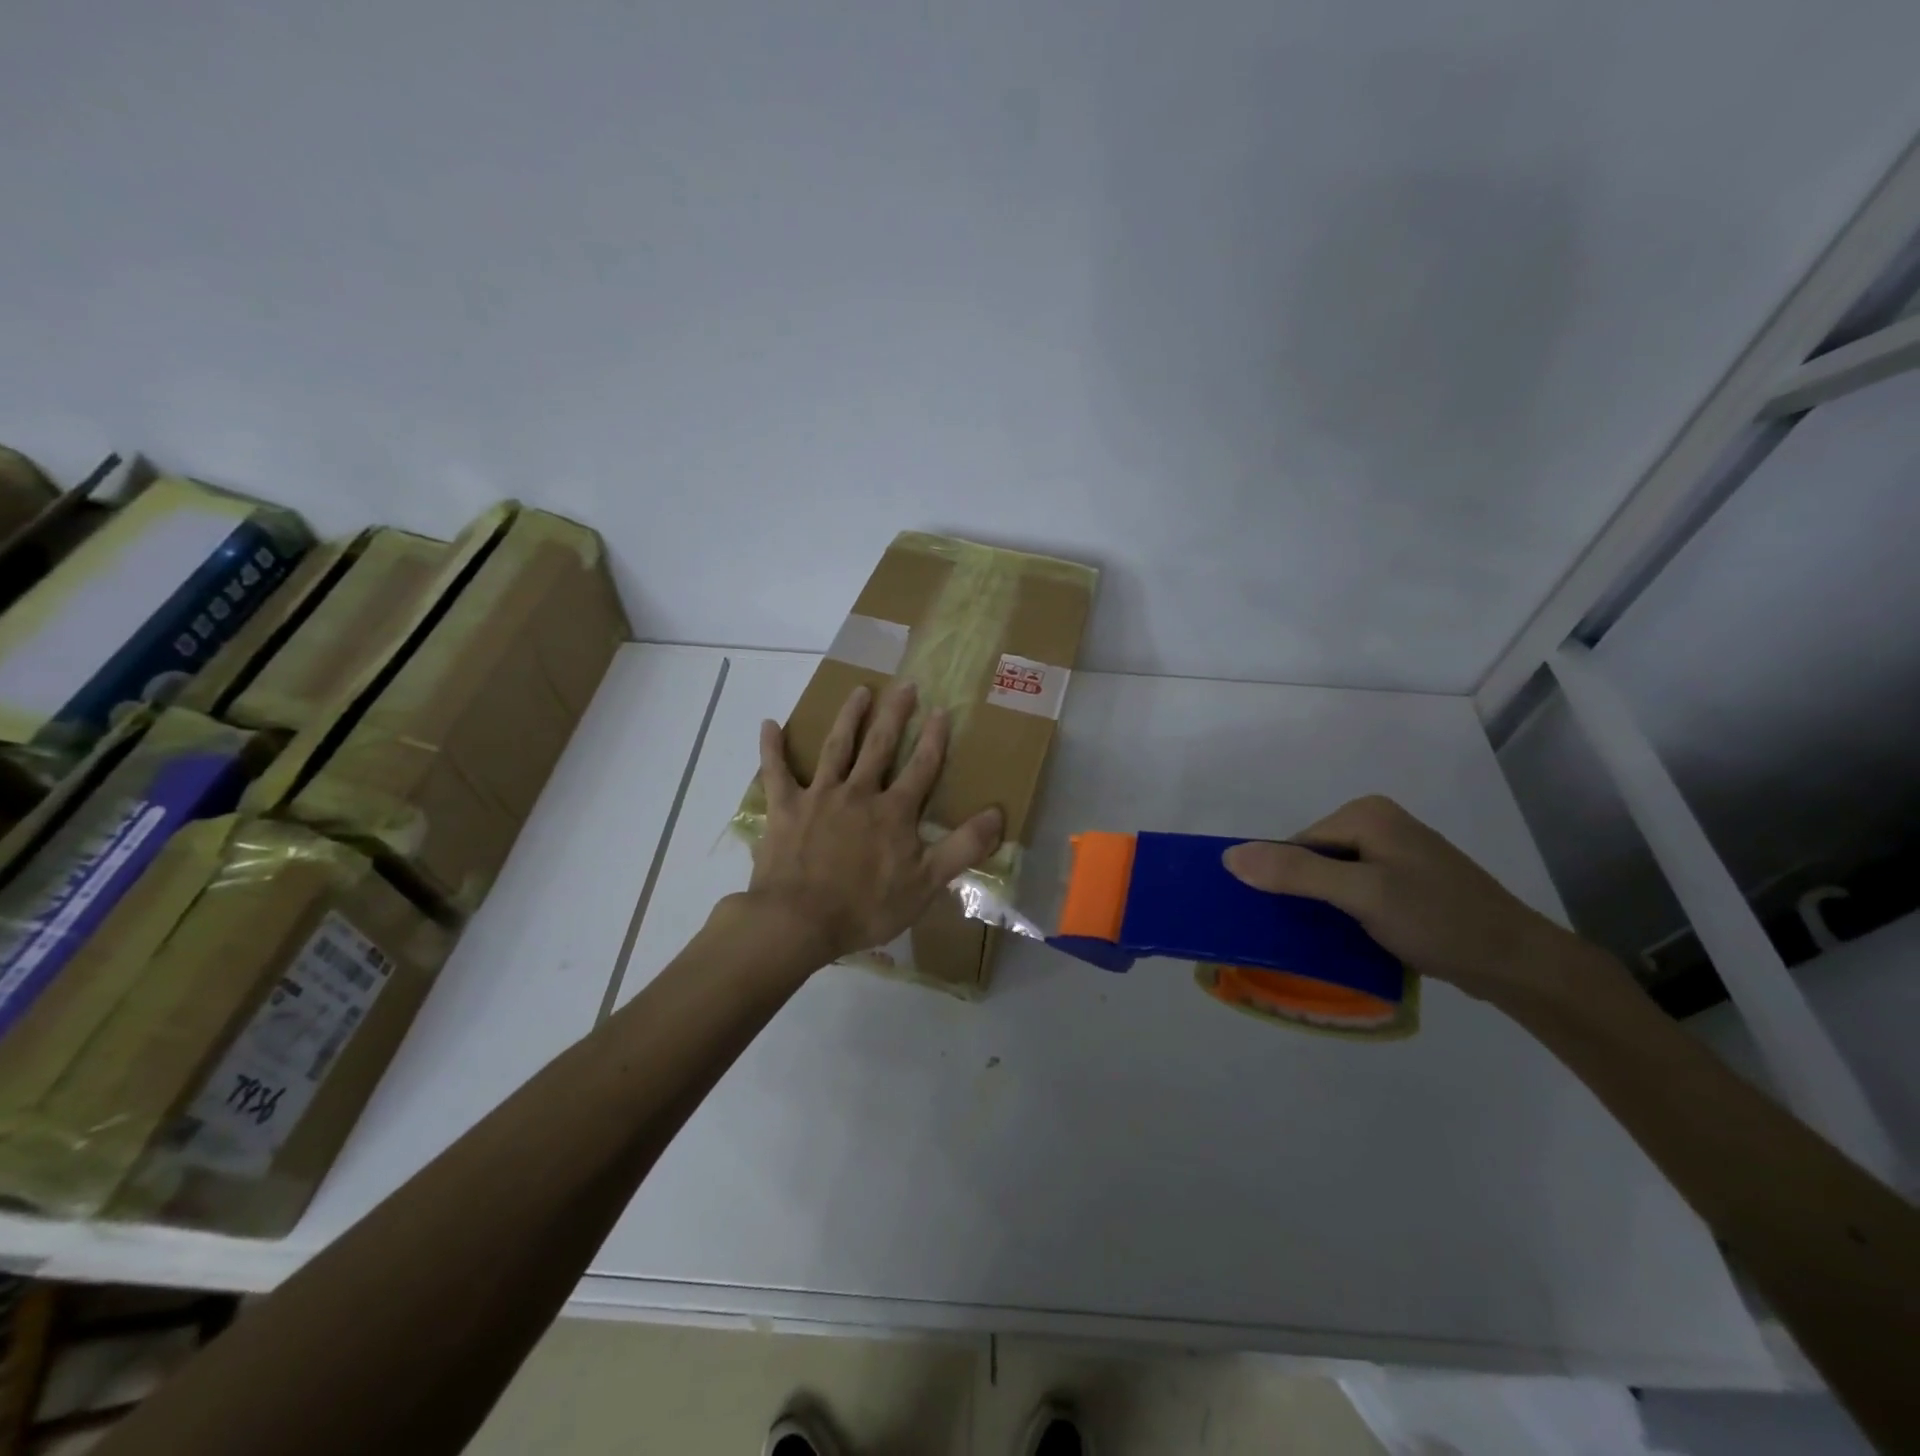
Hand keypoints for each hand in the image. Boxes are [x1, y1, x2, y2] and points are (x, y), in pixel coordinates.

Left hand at [747, 681, 1003, 966]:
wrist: (798, 921)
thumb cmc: (866, 907)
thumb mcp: (925, 884)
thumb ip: (962, 847)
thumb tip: (998, 814)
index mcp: (893, 811)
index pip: (921, 768)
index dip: (933, 739)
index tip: (941, 710)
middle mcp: (858, 793)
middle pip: (880, 746)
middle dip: (894, 714)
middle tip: (904, 684)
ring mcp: (819, 796)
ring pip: (836, 748)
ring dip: (849, 718)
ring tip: (859, 690)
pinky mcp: (785, 808)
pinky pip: (776, 771)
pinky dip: (772, 748)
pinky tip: (769, 724)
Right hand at [1222, 795, 1606, 1009]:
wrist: (1517, 963)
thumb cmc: (1437, 920)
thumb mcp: (1360, 894)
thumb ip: (1295, 872)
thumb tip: (1229, 857)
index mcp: (1366, 814)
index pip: (1297, 843)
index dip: (1286, 880)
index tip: (1291, 920)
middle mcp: (1379, 824)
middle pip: (1314, 859)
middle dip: (1307, 895)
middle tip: (1312, 934)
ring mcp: (1396, 854)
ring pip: (1334, 878)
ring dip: (1326, 908)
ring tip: (1331, 940)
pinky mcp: (1408, 882)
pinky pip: (1357, 890)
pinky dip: (1347, 913)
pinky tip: (1354, 939)